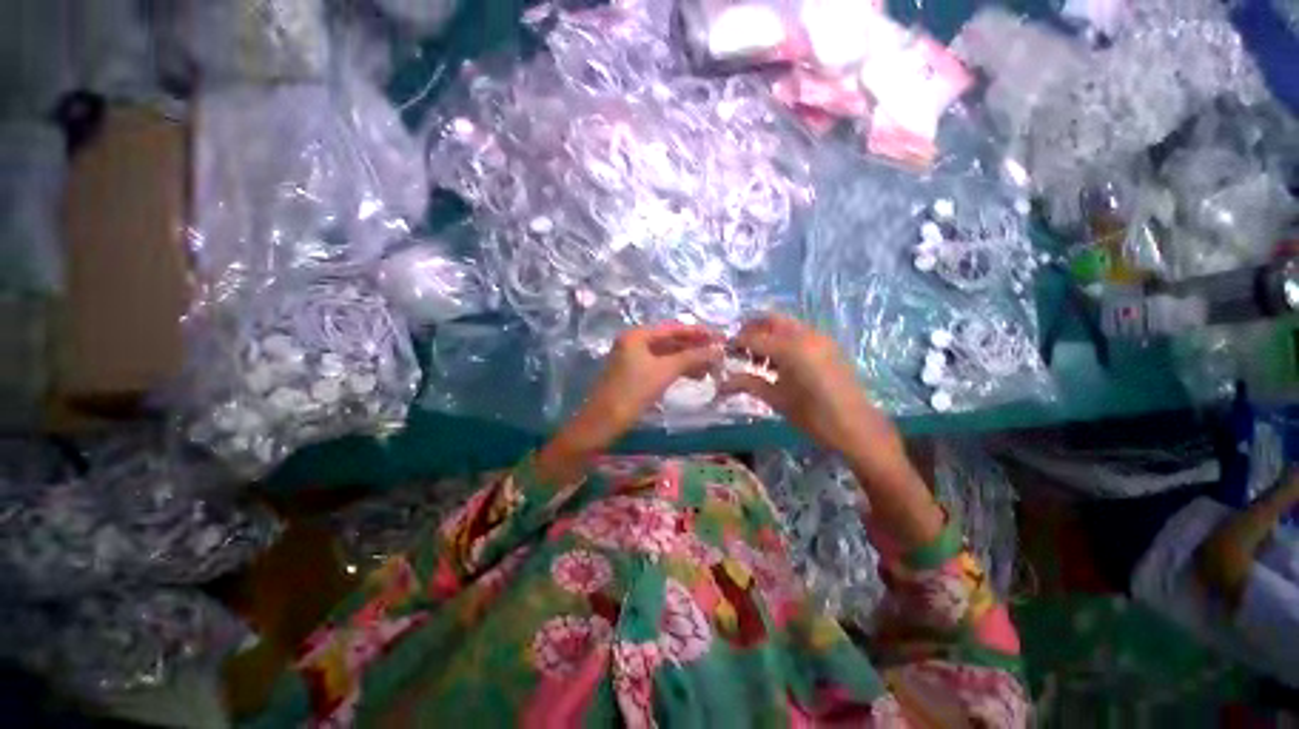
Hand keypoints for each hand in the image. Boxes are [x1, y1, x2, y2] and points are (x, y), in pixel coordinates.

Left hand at [537, 323, 722, 481]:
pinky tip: (693, 376)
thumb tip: (718, 349)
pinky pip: (660, 366)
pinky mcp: (633, 374)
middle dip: (694, 348)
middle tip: (718, 354)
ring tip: (710, 368)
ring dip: (687, 360)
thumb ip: (692, 357)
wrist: (603, 422)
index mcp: (637, 335)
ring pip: (666, 355)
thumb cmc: (633, 392)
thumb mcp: (665, 371)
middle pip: (670, 341)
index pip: (673, 328)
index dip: (698, 332)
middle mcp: (634, 342)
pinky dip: (676, 370)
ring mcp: (632, 358)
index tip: (720, 337)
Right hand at [721, 314, 894, 460]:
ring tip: (758, 360)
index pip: (754, 337)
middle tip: (740, 349)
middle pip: (771, 320)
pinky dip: (784, 341)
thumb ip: (747, 384)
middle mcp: (805, 335)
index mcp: (791, 348)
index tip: (725, 352)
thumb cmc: (813, 416)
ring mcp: (820, 338)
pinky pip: (800, 334)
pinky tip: (779, 363)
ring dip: (768, 335)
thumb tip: (721, 383)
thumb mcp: (776, 399)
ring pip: (786, 325)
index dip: (736, 343)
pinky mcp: (828, 345)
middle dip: (752, 330)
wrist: (856, 427)